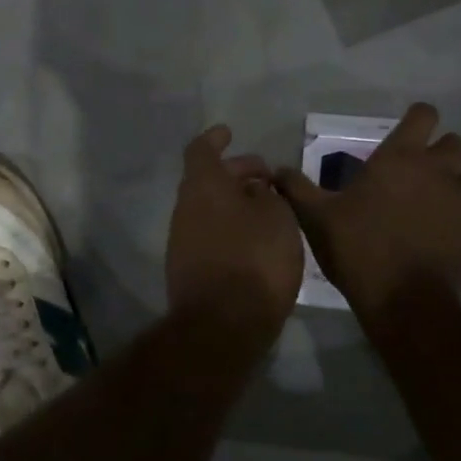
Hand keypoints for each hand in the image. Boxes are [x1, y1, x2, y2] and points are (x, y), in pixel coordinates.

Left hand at [166, 126, 304, 334]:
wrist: (222, 327)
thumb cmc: (254, 259)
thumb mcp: (277, 217)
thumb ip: (268, 195)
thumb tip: (255, 189)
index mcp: (203, 186)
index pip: (202, 150)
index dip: (215, 139)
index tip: (229, 132)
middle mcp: (186, 208)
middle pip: (208, 179)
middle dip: (237, 173)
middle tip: (267, 177)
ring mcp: (183, 241)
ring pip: (210, 209)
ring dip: (236, 203)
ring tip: (269, 210)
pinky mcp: (189, 270)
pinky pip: (211, 235)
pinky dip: (231, 228)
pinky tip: (257, 240)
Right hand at [276, 103, 460, 322]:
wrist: (405, 303)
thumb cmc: (358, 248)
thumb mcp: (317, 217)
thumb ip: (297, 189)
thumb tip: (276, 170)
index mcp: (401, 158)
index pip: (425, 115)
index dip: (417, 118)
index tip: (404, 131)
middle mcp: (437, 172)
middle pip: (456, 142)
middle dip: (440, 150)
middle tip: (415, 170)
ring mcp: (459, 205)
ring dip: (450, 186)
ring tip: (424, 206)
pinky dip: (451, 224)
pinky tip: (429, 242)